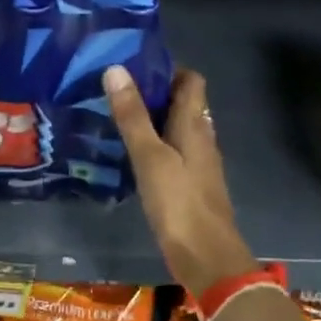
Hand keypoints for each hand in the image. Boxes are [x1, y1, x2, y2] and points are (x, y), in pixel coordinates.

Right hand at [104, 64, 254, 294]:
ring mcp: (198, 163)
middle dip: (153, 92)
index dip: (167, 68)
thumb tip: (116, 69)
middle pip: (183, 103)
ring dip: (152, 119)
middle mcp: (201, 138)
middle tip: (114, 88)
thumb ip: (132, 115)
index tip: (133, 64)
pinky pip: (172, 152)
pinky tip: (131, 154)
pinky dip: (154, 144)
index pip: (191, 81)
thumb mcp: (149, 156)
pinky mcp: (190, 184)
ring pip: (176, 128)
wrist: (207, 257)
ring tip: (116, 116)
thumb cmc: (179, 203)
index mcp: (195, 125)